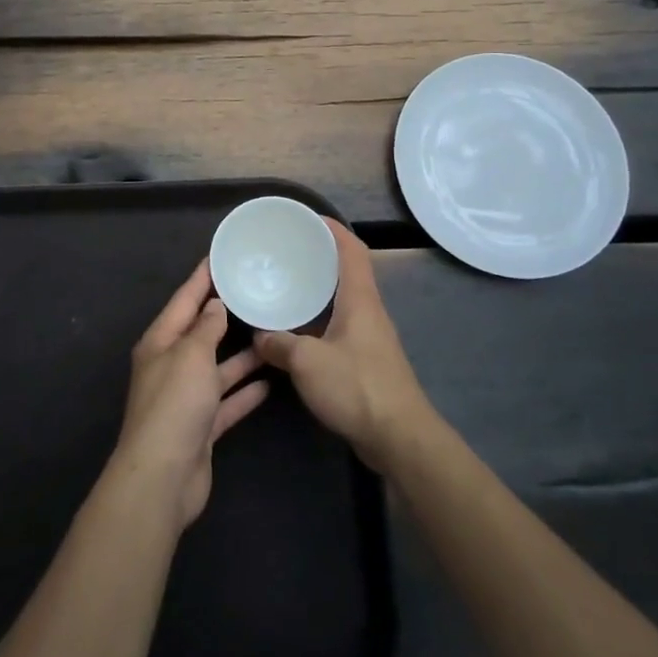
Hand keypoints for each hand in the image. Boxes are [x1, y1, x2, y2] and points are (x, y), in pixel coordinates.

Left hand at [110, 260, 269, 528]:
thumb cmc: (174, 405)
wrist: (163, 477)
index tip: (220, 257)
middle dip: (224, 314)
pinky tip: (270, 382)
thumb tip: (214, 305)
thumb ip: (206, 328)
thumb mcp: (191, 355)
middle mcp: (171, 365)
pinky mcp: (202, 426)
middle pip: (201, 332)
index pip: (183, 300)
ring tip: (272, 334)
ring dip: (242, 355)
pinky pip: (227, 401)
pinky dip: (245, 392)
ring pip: (218, 368)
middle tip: (255, 292)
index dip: (201, 278)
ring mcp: (186, 398)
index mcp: (160, 342)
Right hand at [252, 220, 433, 471]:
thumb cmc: (357, 388)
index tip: (306, 218)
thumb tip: (258, 336)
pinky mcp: (367, 361)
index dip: (332, 228)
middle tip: (287, 252)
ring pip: (342, 301)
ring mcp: (370, 337)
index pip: (352, 249)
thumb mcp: (307, 362)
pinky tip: (296, 331)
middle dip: (319, 257)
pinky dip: (318, 319)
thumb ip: (279, 345)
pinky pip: (339, 326)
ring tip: (286, 286)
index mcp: (360, 299)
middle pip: (347, 272)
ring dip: (318, 290)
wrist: (399, 438)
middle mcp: (369, 311)